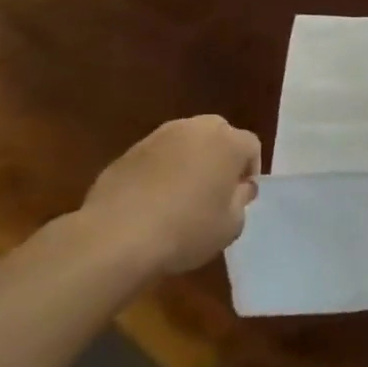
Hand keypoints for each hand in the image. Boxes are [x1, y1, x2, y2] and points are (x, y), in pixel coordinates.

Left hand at [79, 116, 261, 274]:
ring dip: (189, 160)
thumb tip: (239, 188)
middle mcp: (196, 129)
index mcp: (229, 142)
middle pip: (219, 134)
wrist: (116, 237)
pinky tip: (151, 201)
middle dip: (220, 156)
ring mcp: (158, 137)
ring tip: (181, 194)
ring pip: (185, 142)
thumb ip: (241, 200)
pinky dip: (159, 171)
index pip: (251, 147)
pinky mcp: (127, 152)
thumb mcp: (231, 225)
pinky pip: (156, 157)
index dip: (249, 171)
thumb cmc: (186, 229)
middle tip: (214, 188)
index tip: (240, 196)